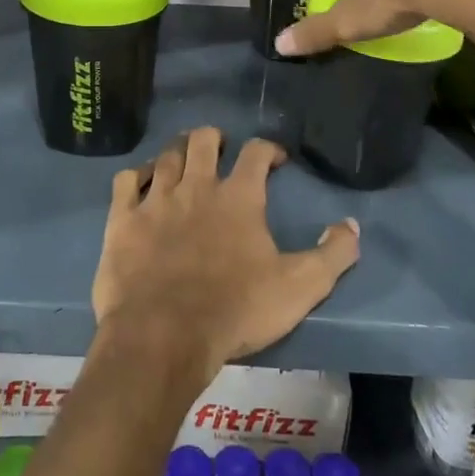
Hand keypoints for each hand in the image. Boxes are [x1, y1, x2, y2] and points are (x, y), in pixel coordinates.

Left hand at [91, 129, 358, 380]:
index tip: (275, 159)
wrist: (162, 337)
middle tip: (221, 149)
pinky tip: (142, 183)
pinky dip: (137, 175)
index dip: (269, 148)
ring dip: (178, 152)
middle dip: (215, 138)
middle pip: (204, 140)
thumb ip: (333, 255)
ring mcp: (156, 200)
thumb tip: (351, 224)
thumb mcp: (300, 288)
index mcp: (239, 197)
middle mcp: (196, 186)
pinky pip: (126, 180)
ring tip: (184, 159)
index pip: (256, 152)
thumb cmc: (235, 311)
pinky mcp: (123, 219)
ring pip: (166, 155)